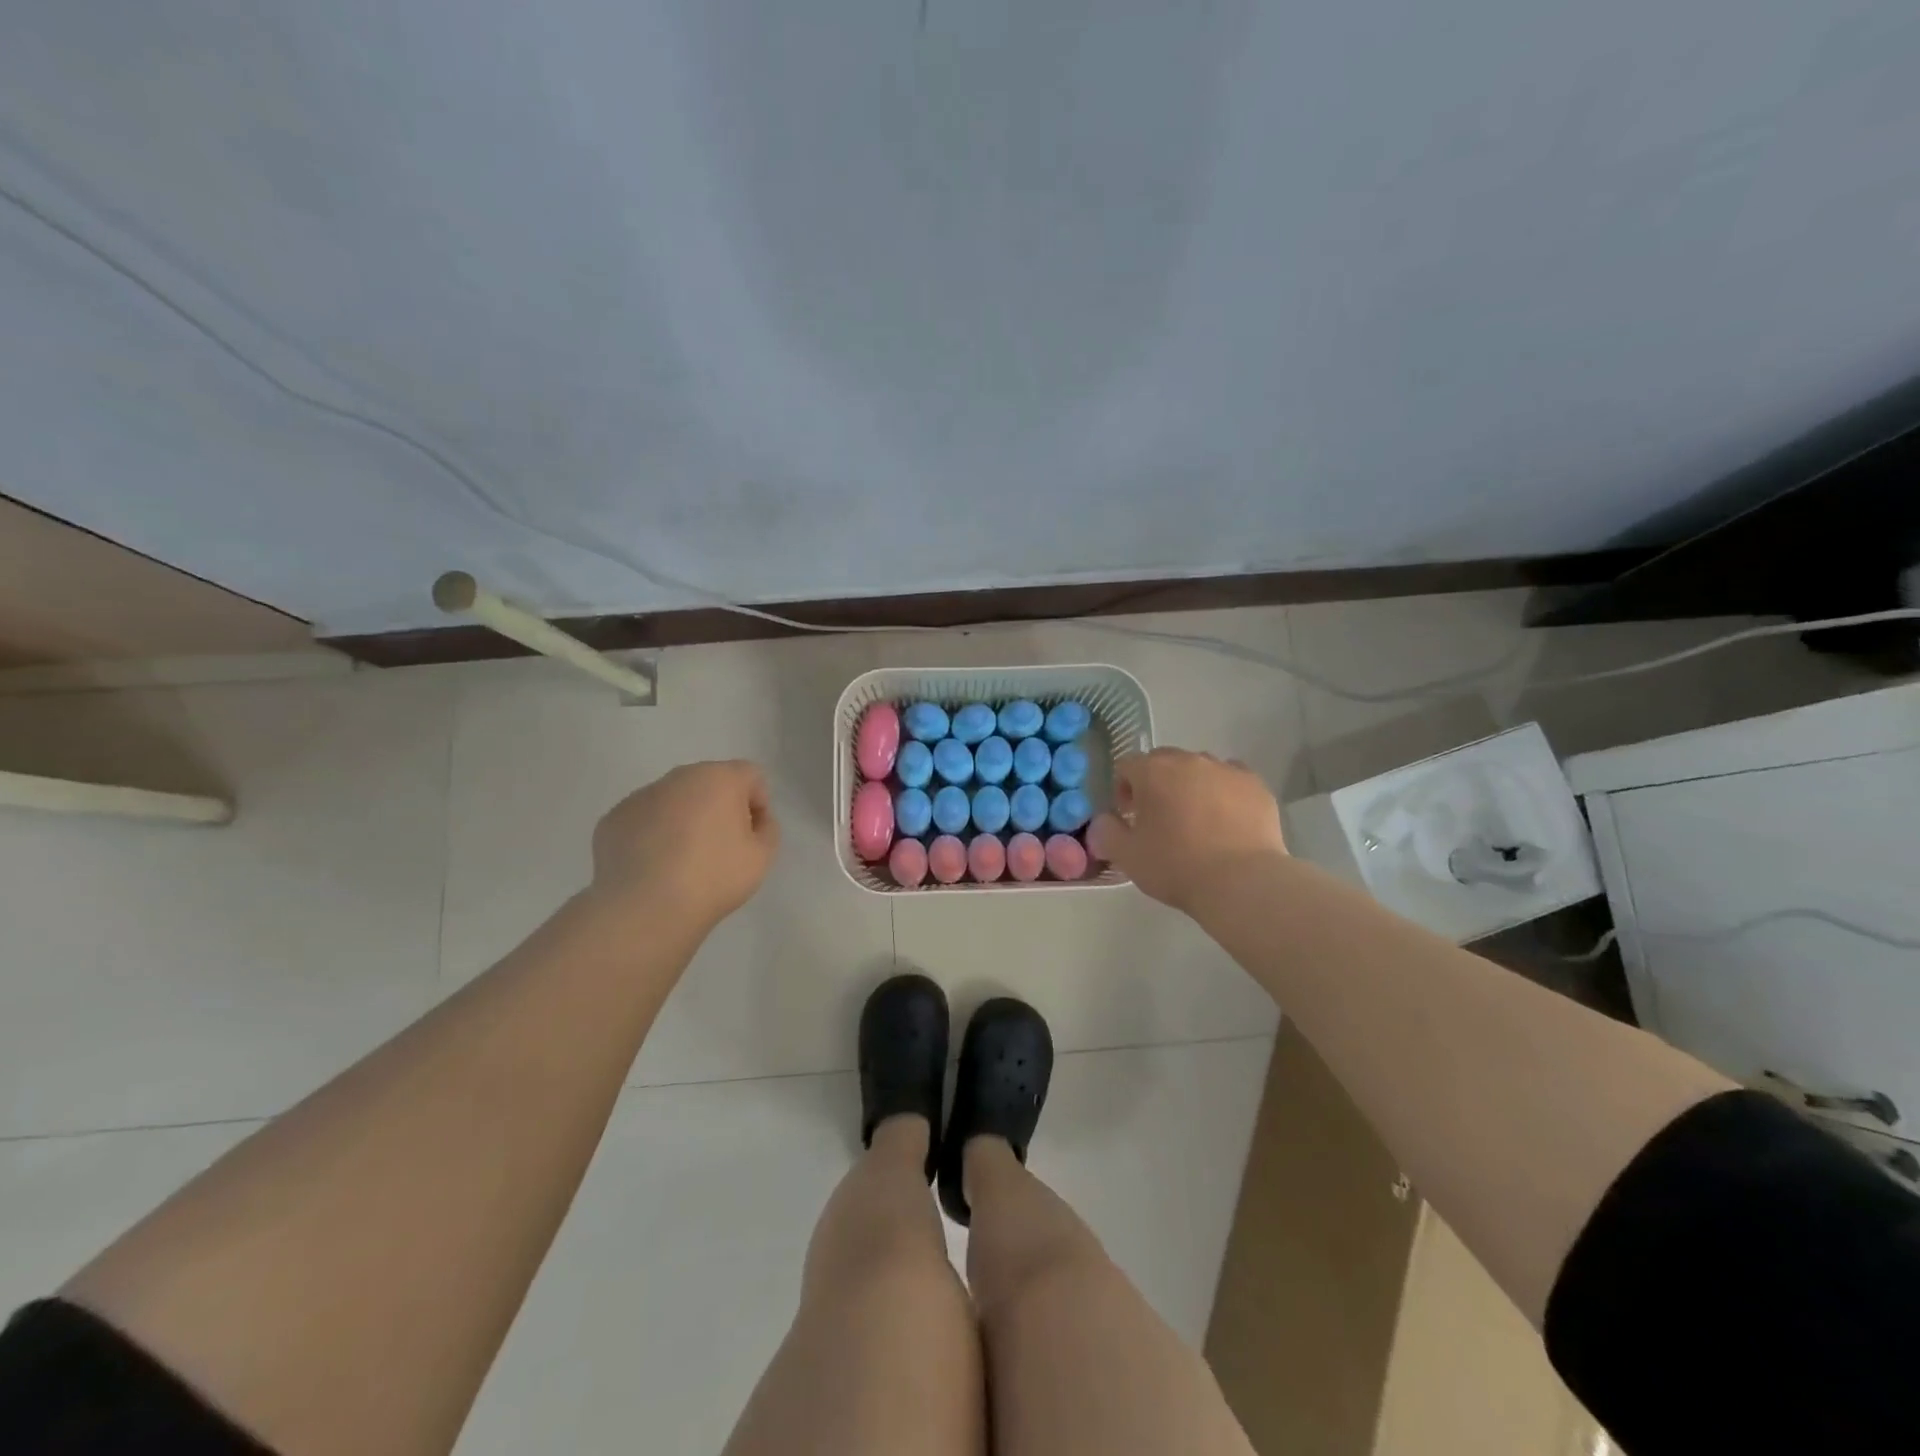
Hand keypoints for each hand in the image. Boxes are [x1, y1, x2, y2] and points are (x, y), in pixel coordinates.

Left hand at [589, 761, 780, 932]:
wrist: (644, 908)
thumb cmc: (713, 877)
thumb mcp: (762, 857)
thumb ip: (767, 828)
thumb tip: (753, 819)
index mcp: (719, 778)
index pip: (751, 775)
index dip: (759, 803)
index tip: (752, 835)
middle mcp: (678, 778)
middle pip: (710, 782)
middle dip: (719, 806)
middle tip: (720, 847)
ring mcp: (641, 796)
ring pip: (674, 799)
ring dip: (685, 818)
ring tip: (683, 860)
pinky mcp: (613, 818)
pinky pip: (644, 819)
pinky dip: (653, 834)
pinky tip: (654, 866)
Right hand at [1088, 748, 1285, 913]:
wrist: (1242, 882)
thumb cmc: (1177, 866)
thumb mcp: (1127, 856)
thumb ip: (1106, 832)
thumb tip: (1104, 821)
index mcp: (1153, 771)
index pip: (1127, 765)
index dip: (1122, 789)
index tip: (1128, 817)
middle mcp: (1190, 760)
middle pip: (1164, 761)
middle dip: (1156, 783)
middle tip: (1159, 818)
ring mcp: (1227, 770)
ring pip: (1200, 768)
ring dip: (1190, 786)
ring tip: (1196, 820)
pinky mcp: (1257, 786)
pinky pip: (1232, 780)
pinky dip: (1223, 793)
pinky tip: (1226, 820)